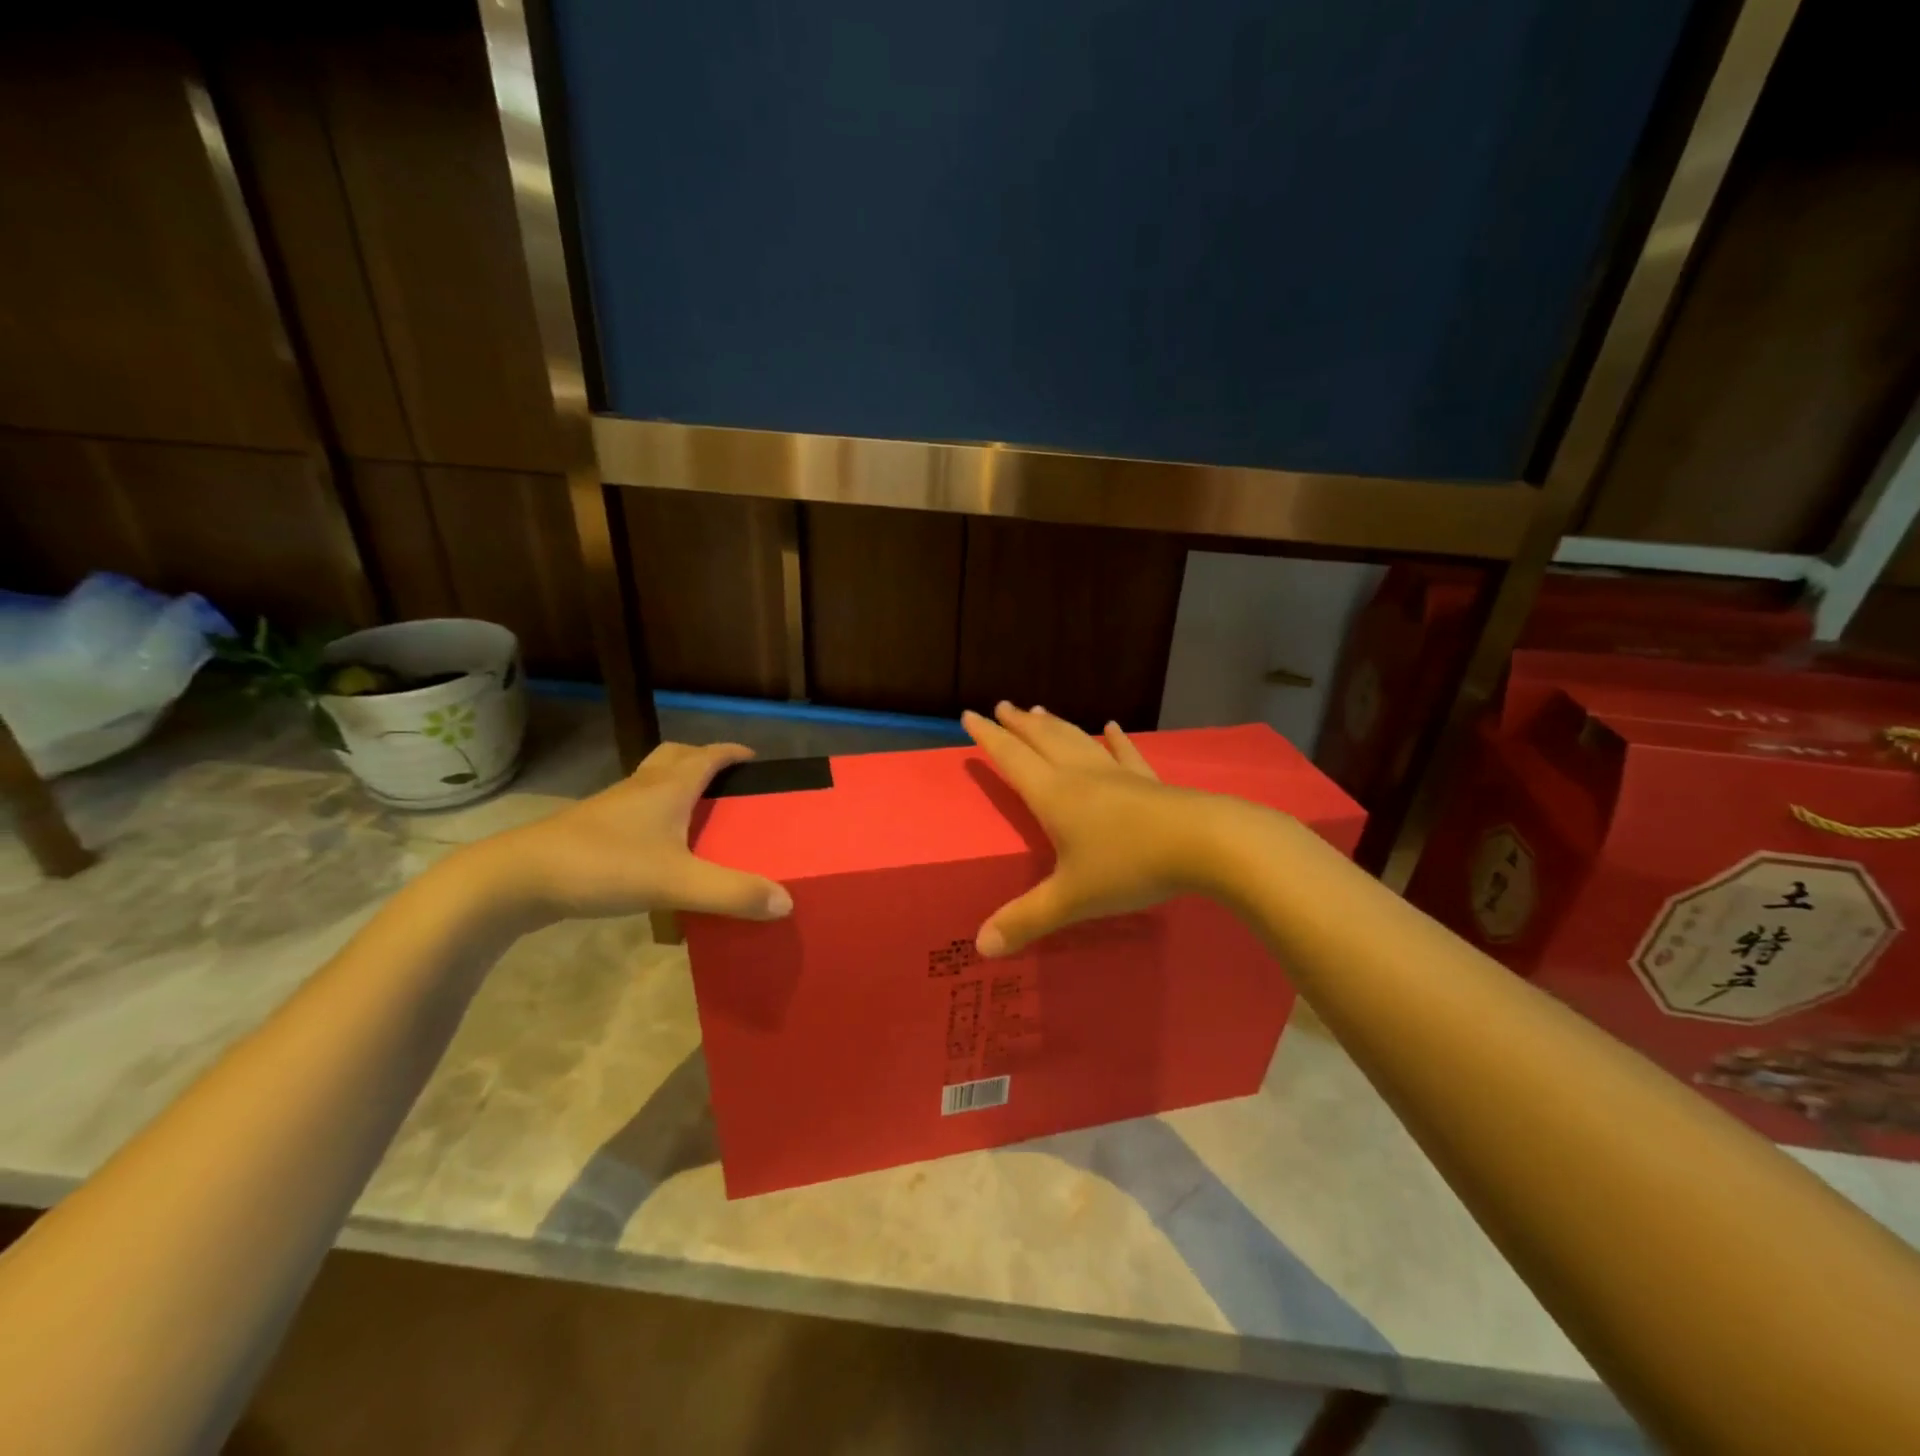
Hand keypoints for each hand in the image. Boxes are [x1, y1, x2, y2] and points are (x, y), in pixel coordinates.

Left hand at [475, 741, 792, 922]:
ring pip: (651, 783)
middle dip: (703, 761)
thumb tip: (786, 902)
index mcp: (667, 787)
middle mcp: (640, 788)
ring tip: (698, 815)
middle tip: (726, 784)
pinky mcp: (590, 832)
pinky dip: (653, 816)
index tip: (756, 760)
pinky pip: (632, 811)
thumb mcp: (676, 883)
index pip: (708, 755)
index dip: (733, 753)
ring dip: (676, 787)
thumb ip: (731, 893)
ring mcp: (611, 809)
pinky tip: (658, 849)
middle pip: (675, 757)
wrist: (516, 880)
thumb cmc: (602, 866)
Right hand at [963, 703, 1227, 956]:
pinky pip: (1127, 755)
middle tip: (1002, 705)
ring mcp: (1118, 776)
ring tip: (1039, 711)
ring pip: (1079, 742)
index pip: (1012, 759)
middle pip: (1043, 741)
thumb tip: (981, 948)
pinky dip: (1116, 741)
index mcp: (1054, 796)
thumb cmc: (1129, 866)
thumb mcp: (1072, 899)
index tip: (970, 715)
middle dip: (1020, 725)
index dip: (989, 738)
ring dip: (1056, 726)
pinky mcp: (1150, 783)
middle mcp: (1081, 776)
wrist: (1204, 843)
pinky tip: (1112, 728)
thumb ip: (1026, 920)